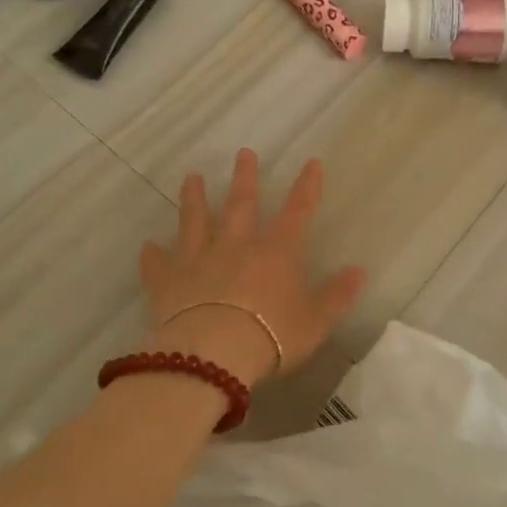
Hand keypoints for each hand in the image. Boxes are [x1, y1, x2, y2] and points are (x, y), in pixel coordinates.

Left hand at [138, 149, 367, 385]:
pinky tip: (147, 246)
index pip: (297, 212)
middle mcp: (237, 246)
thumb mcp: (316, 322)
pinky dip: (153, 255)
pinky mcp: (168, 281)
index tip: (312, 163)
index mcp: (276, 253)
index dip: (307, 187)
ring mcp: (199, 260)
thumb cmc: (272, 337)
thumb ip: (337, 296)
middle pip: (241, 205)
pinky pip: (159, 264)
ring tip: (192, 178)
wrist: (214, 354)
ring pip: (196, 221)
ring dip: (194, 199)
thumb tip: (359, 271)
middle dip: (245, 177)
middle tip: (243, 153)